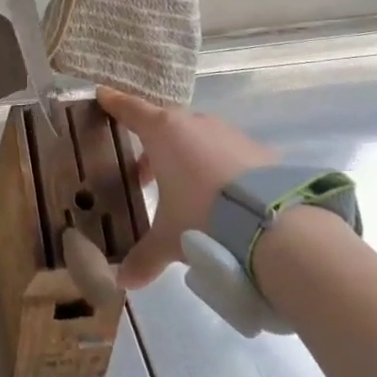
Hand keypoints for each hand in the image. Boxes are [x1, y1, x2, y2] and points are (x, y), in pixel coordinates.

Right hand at [96, 87, 279, 288]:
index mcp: (163, 132)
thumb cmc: (203, 217)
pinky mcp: (258, 151)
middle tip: (143, 175)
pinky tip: (221, 196)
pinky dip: (217, 166)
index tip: (103, 95)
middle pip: (165, 124)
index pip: (131, 109)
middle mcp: (195, 124)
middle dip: (152, 146)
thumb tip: (123, 281)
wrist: (274, 224)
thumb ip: (144, 256)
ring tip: (183, 190)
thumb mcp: (168, 239)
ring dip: (186, 156)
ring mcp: (229, 134)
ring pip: (198, 137)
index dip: (115, 103)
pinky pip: (227, 152)